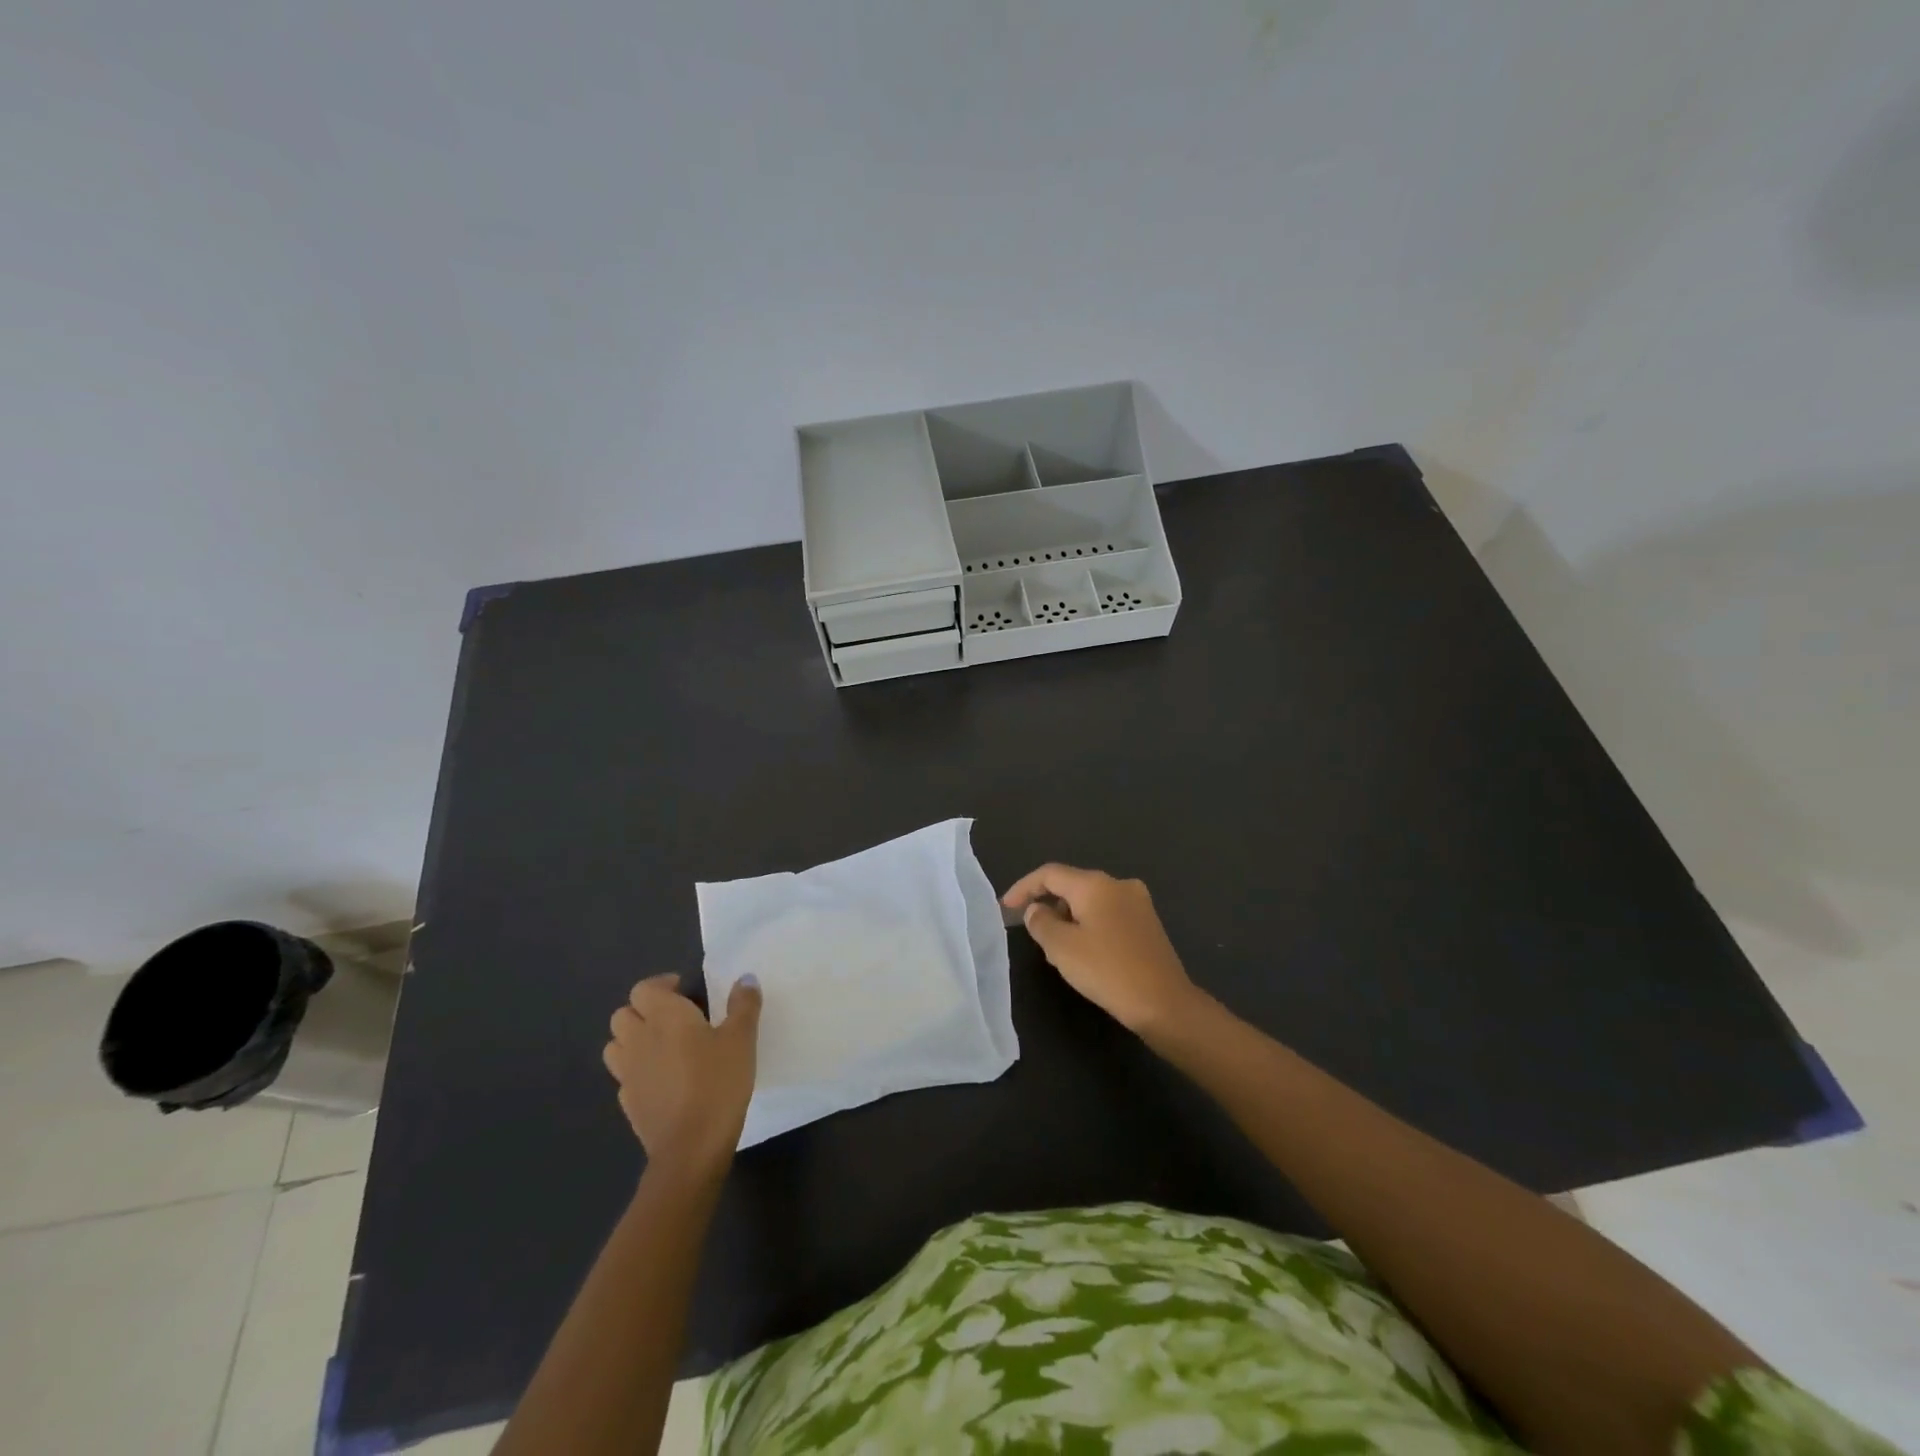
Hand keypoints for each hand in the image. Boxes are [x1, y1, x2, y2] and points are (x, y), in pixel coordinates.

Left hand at [603, 974, 761, 1176]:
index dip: (661, 986)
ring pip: (616, 1045)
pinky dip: (637, 1070)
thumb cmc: (718, 1082)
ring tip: (662, 1046)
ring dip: (633, 1039)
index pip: (644, 989)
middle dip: (644, 1011)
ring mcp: (628, 1074)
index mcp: (664, 1016)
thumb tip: (746, 978)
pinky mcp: (628, 1103)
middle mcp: (639, 1039)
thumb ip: (743, 1005)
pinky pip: (624, 1076)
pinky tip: (662, 1079)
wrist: (691, 1147)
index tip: (685, 991)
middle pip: (623, 1014)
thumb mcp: (742, 1038)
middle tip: (675, 1017)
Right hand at [1002, 864, 1204, 1033]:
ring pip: (1090, 901)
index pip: (1050, 874)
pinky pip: (1108, 915)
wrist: (1165, 1004)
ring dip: (1068, 918)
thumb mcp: (1062, 948)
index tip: (1005, 907)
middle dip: (1047, 904)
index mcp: (1096, 884)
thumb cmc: (1108, 971)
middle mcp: (1119, 884)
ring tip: (1056, 948)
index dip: (1023, 887)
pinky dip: (1089, 926)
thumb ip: (1041, 922)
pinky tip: (1085, 953)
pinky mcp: (1148, 924)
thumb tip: (1036, 909)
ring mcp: (1138, 903)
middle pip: (1072, 885)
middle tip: (1032, 932)